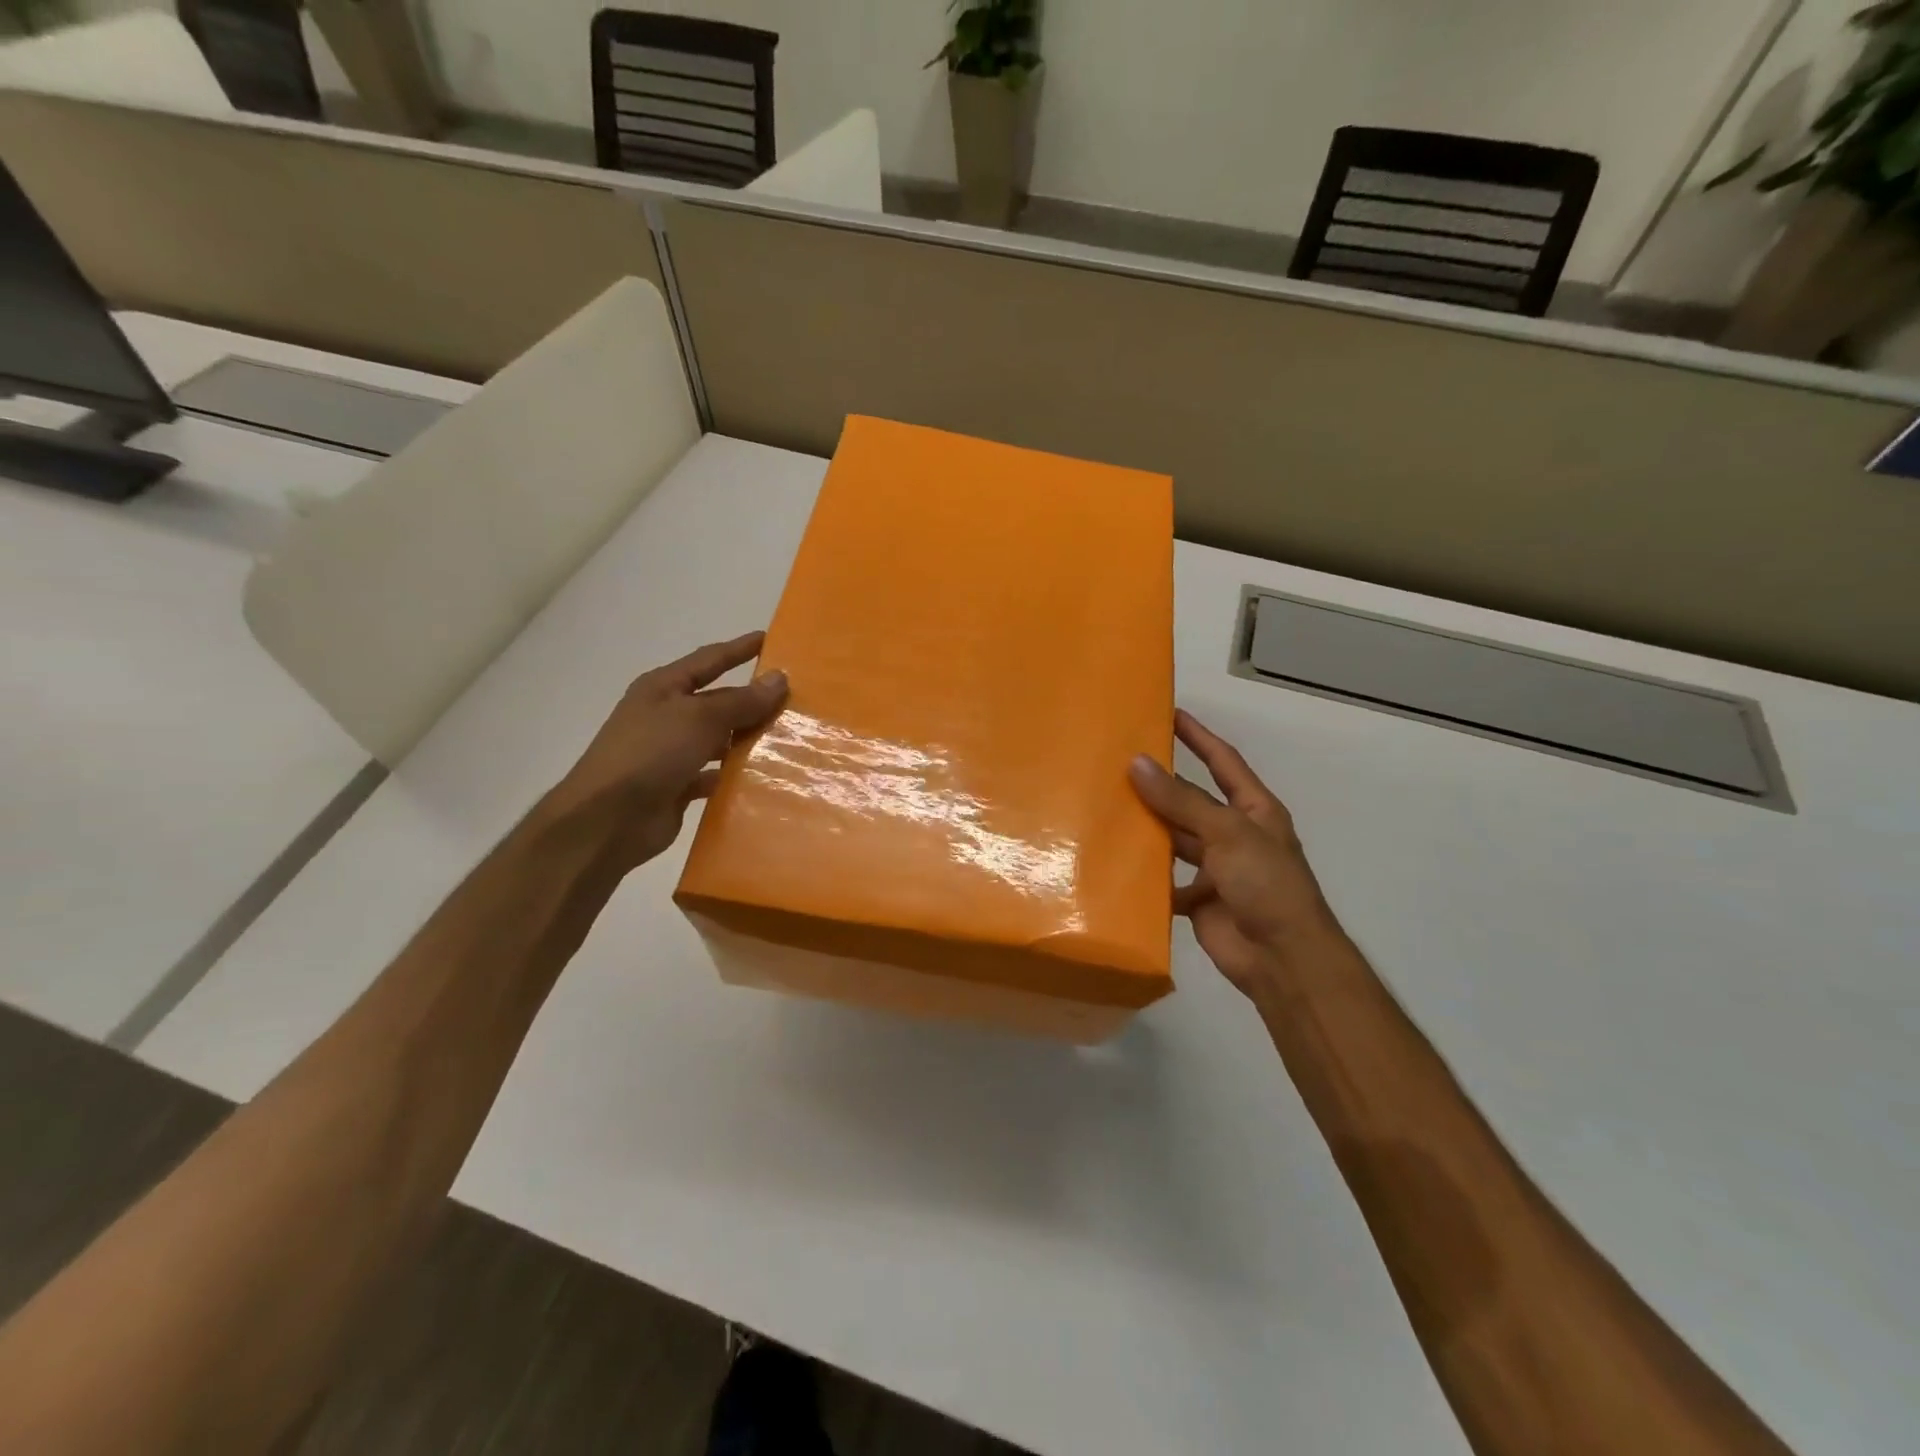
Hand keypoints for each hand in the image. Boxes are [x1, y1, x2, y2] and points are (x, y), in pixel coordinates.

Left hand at [547, 632, 788, 871]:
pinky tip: (766, 776)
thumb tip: (779, 678)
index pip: (710, 660)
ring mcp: (672, 752)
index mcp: (664, 688)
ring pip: (720, 739)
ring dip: (749, 739)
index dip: (739, 649)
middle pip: (718, 701)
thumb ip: (741, 701)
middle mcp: (667, 715)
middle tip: (796, 698)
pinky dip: (737, 774)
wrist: (607, 820)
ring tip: (791, 738)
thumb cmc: (650, 753)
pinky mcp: (678, 786)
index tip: (770, 639)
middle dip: (753, 700)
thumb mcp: (699, 718)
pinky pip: (716, 774)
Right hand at [1130, 710, 1345, 997]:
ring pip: (1174, 838)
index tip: (1170, 714)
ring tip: (1105, 806)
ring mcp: (1215, 868)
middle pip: (1191, 800)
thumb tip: (1137, 763)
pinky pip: (1164, 879)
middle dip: (1160, 784)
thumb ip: (1181, 801)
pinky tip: (1113, 860)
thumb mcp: (1227, 833)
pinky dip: (1143, 873)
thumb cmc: (1266, 884)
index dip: (1199, 737)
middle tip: (1117, 763)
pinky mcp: (1197, 899)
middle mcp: (1234, 834)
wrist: (1282, 958)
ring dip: (1148, 827)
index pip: (1223, 762)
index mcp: (1253, 810)